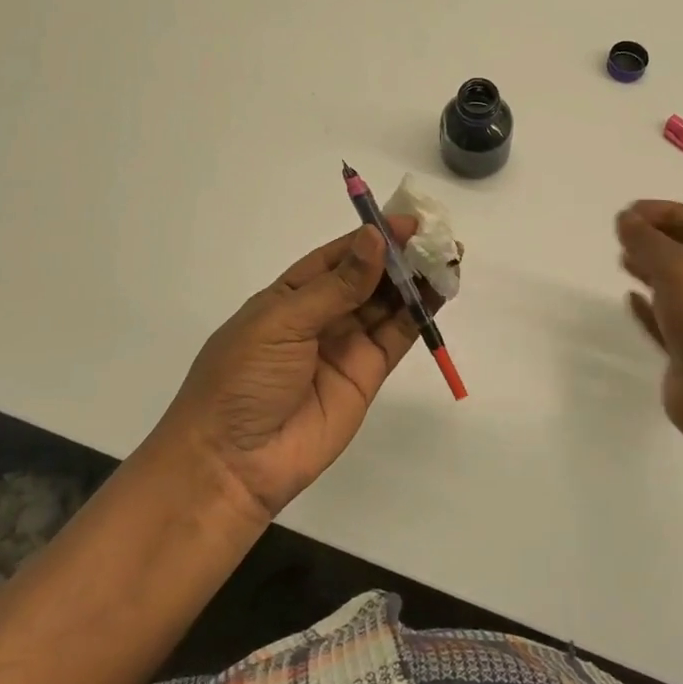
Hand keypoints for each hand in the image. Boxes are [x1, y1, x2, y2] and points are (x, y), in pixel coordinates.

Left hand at [159, 217, 438, 515]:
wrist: (234, 462)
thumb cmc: (243, 379)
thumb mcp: (282, 322)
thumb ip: (337, 286)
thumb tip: (376, 239)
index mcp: (290, 295)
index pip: (338, 256)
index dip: (371, 237)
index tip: (407, 221)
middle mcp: (321, 315)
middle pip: (368, 277)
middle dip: (400, 256)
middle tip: (436, 237)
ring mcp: (346, 345)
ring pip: (388, 304)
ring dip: (416, 281)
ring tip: (448, 257)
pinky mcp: (367, 375)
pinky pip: (397, 336)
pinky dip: (420, 315)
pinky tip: (439, 291)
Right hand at [616, 200, 682, 453]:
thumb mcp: (678, 270)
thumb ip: (648, 240)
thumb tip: (625, 218)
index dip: (667, 212)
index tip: (628, 213)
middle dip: (658, 239)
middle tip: (622, 235)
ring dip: (653, 270)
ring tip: (622, 260)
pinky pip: (672, 320)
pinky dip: (652, 307)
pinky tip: (630, 299)